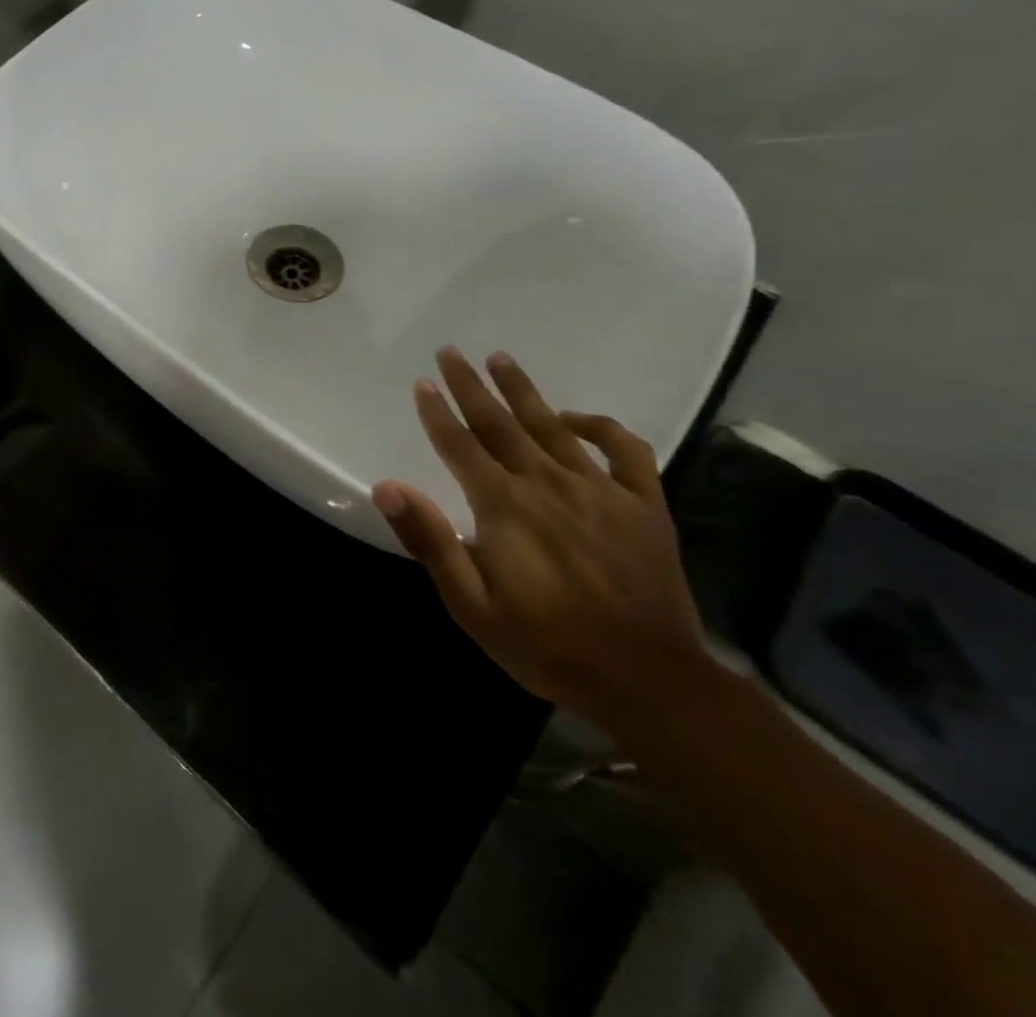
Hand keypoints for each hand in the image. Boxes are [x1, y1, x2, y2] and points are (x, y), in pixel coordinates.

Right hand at [372, 347, 709, 735]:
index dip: (437, 413)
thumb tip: (387, 486)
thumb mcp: (471, 604)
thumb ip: (429, 540)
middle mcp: (549, 484)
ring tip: (501, 359)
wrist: (648, 682)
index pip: (460, 445)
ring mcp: (601, 490)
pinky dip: (601, 427)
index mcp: (504, 506)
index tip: (422, 382)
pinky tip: (577, 419)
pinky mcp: (644, 505)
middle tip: (451, 351)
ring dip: (523, 390)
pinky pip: (625, 451)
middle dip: (472, 385)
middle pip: (501, 423)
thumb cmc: (546, 645)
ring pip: (553, 426)